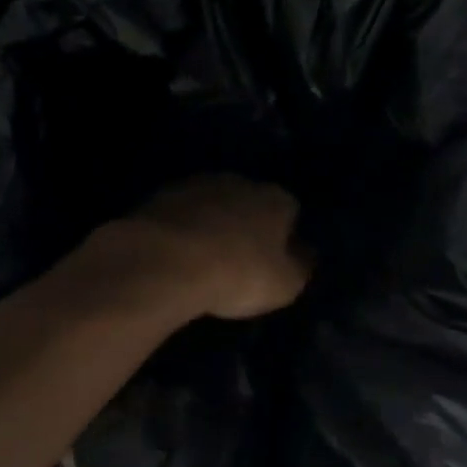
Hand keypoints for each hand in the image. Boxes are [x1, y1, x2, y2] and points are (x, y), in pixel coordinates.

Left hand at [111, 175, 310, 320]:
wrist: (165, 260)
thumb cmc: (237, 273)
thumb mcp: (285, 284)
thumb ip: (301, 266)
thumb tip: (306, 254)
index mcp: (276, 199)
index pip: (290, 210)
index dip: (285, 235)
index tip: (275, 259)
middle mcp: (240, 182)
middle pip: (250, 202)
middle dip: (247, 224)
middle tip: (239, 258)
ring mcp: (197, 184)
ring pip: (213, 203)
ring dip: (212, 223)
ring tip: (204, 257)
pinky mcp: (160, 196)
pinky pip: (181, 213)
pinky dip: (182, 228)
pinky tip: (176, 253)